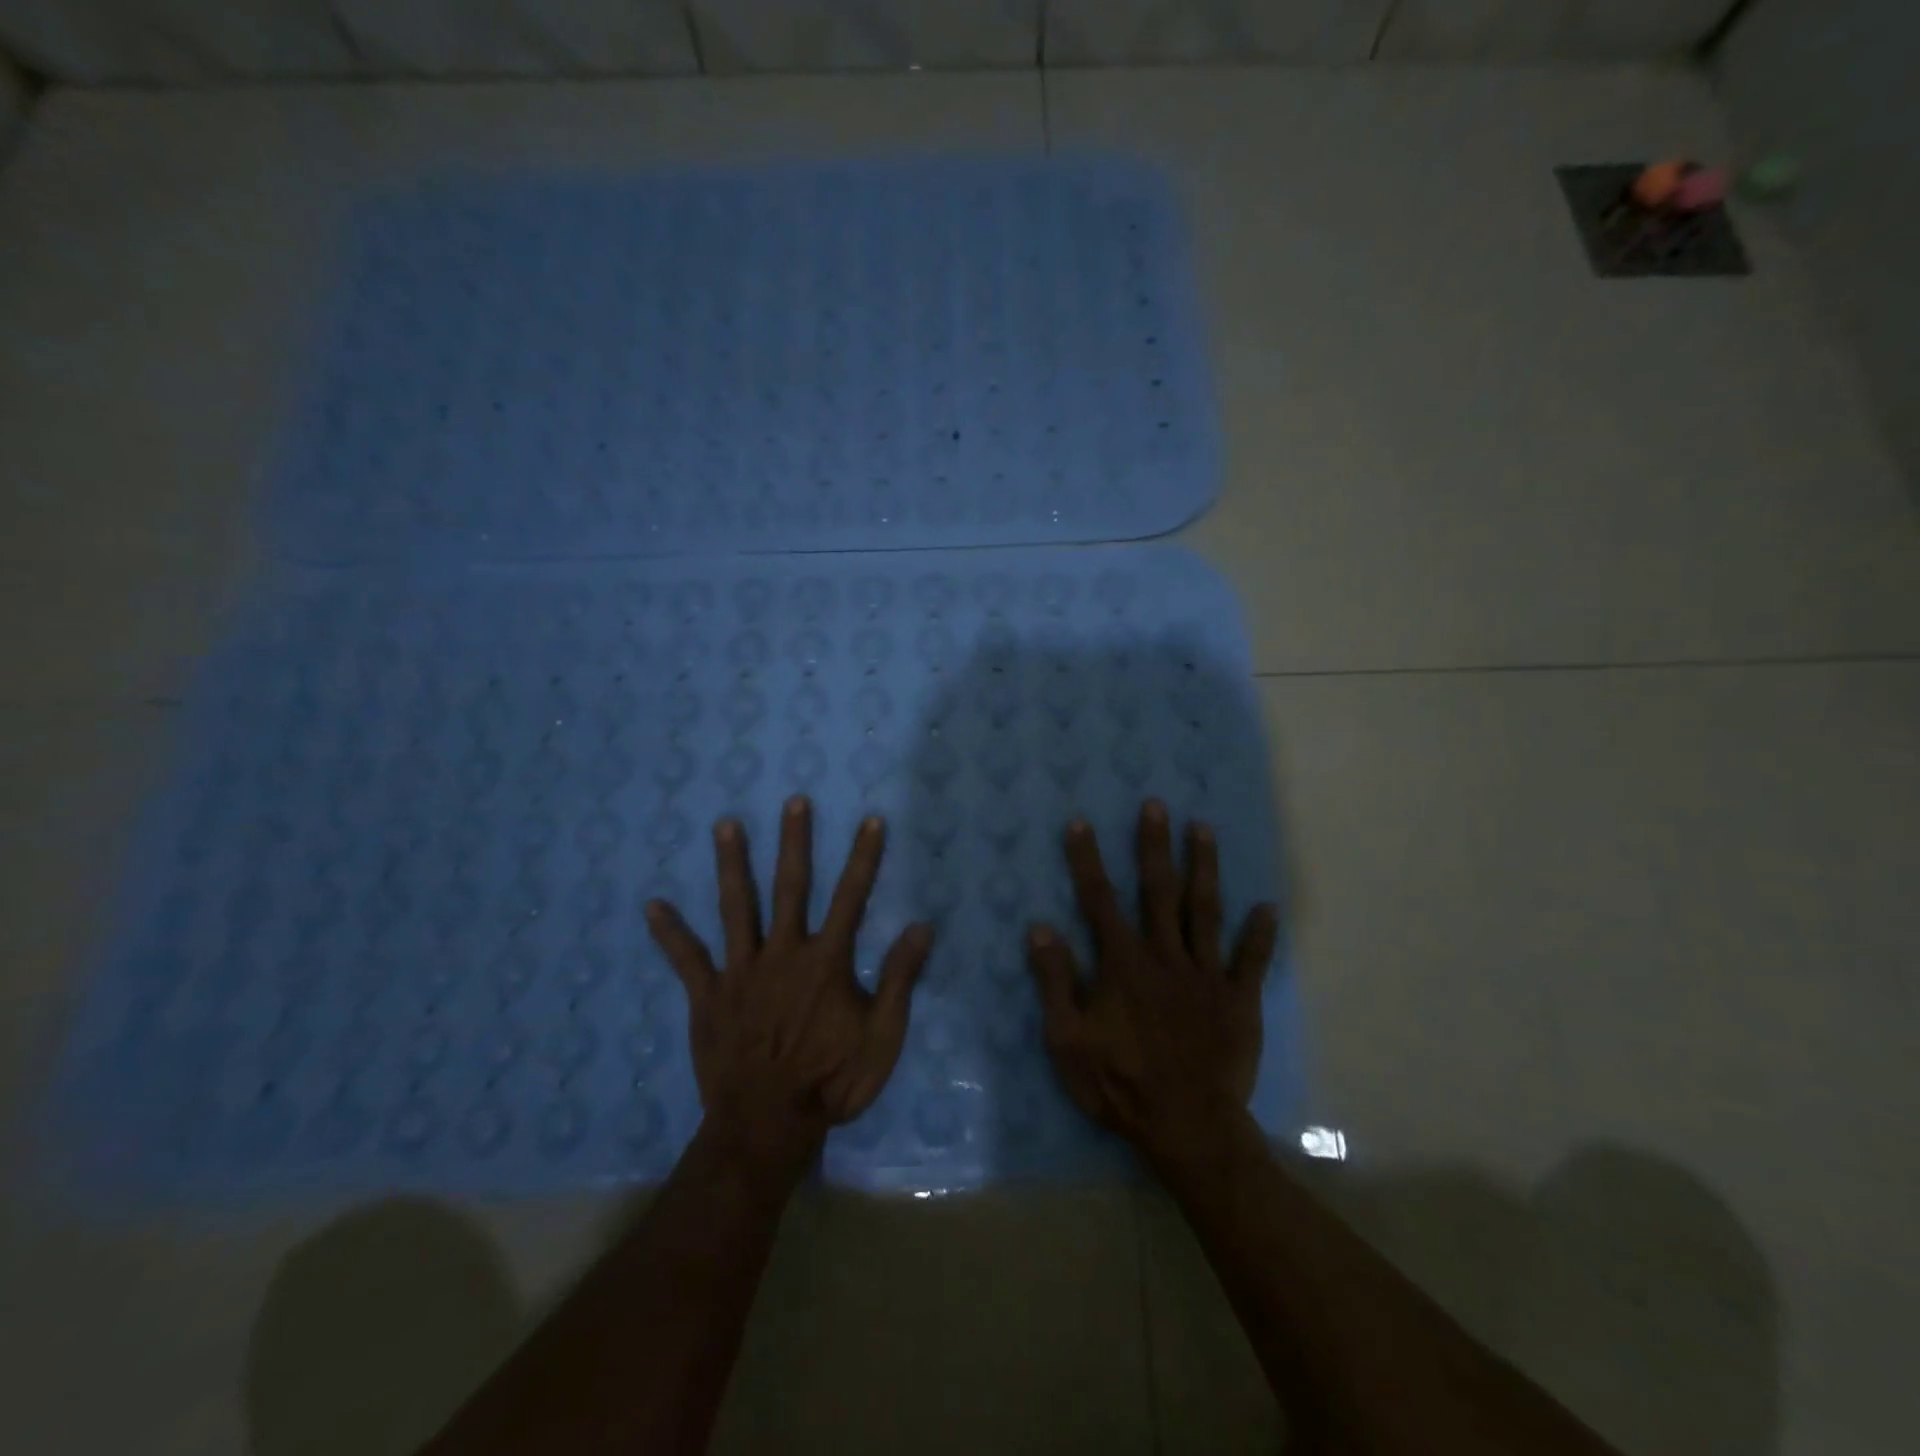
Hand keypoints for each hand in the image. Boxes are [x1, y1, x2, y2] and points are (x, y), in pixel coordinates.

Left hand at [645, 797, 934, 1172]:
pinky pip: (687, 959)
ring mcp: (742, 971)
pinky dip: (670, 933)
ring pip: (736, 908)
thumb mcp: (882, 1036)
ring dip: (732, 865)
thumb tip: (921, 926)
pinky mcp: (709, 996)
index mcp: (826, 961)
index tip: (870, 820)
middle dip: (794, 842)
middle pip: (790, 887)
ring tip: (725, 825)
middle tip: (793, 801)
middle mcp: (783, 953)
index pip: (851, 897)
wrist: (768, 1125)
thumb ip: (899, 978)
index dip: (863, 857)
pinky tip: (652, 906)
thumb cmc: (832, 1081)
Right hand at [1028, 799, 1279, 1166]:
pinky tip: (1267, 907)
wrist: (1186, 1127)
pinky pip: (1251, 961)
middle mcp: (1165, 956)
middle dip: (1154, 845)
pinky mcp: (1238, 999)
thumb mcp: (1067, 1039)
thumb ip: (1055, 981)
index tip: (1081, 822)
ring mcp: (1205, 975)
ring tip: (1204, 829)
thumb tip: (1041, 926)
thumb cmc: (1119, 1084)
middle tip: (1157, 805)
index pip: (1099, 899)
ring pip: (1205, 911)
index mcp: (1122, 963)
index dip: (1087, 859)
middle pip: (1158, 890)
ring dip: (1203, 868)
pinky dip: (1259, 934)